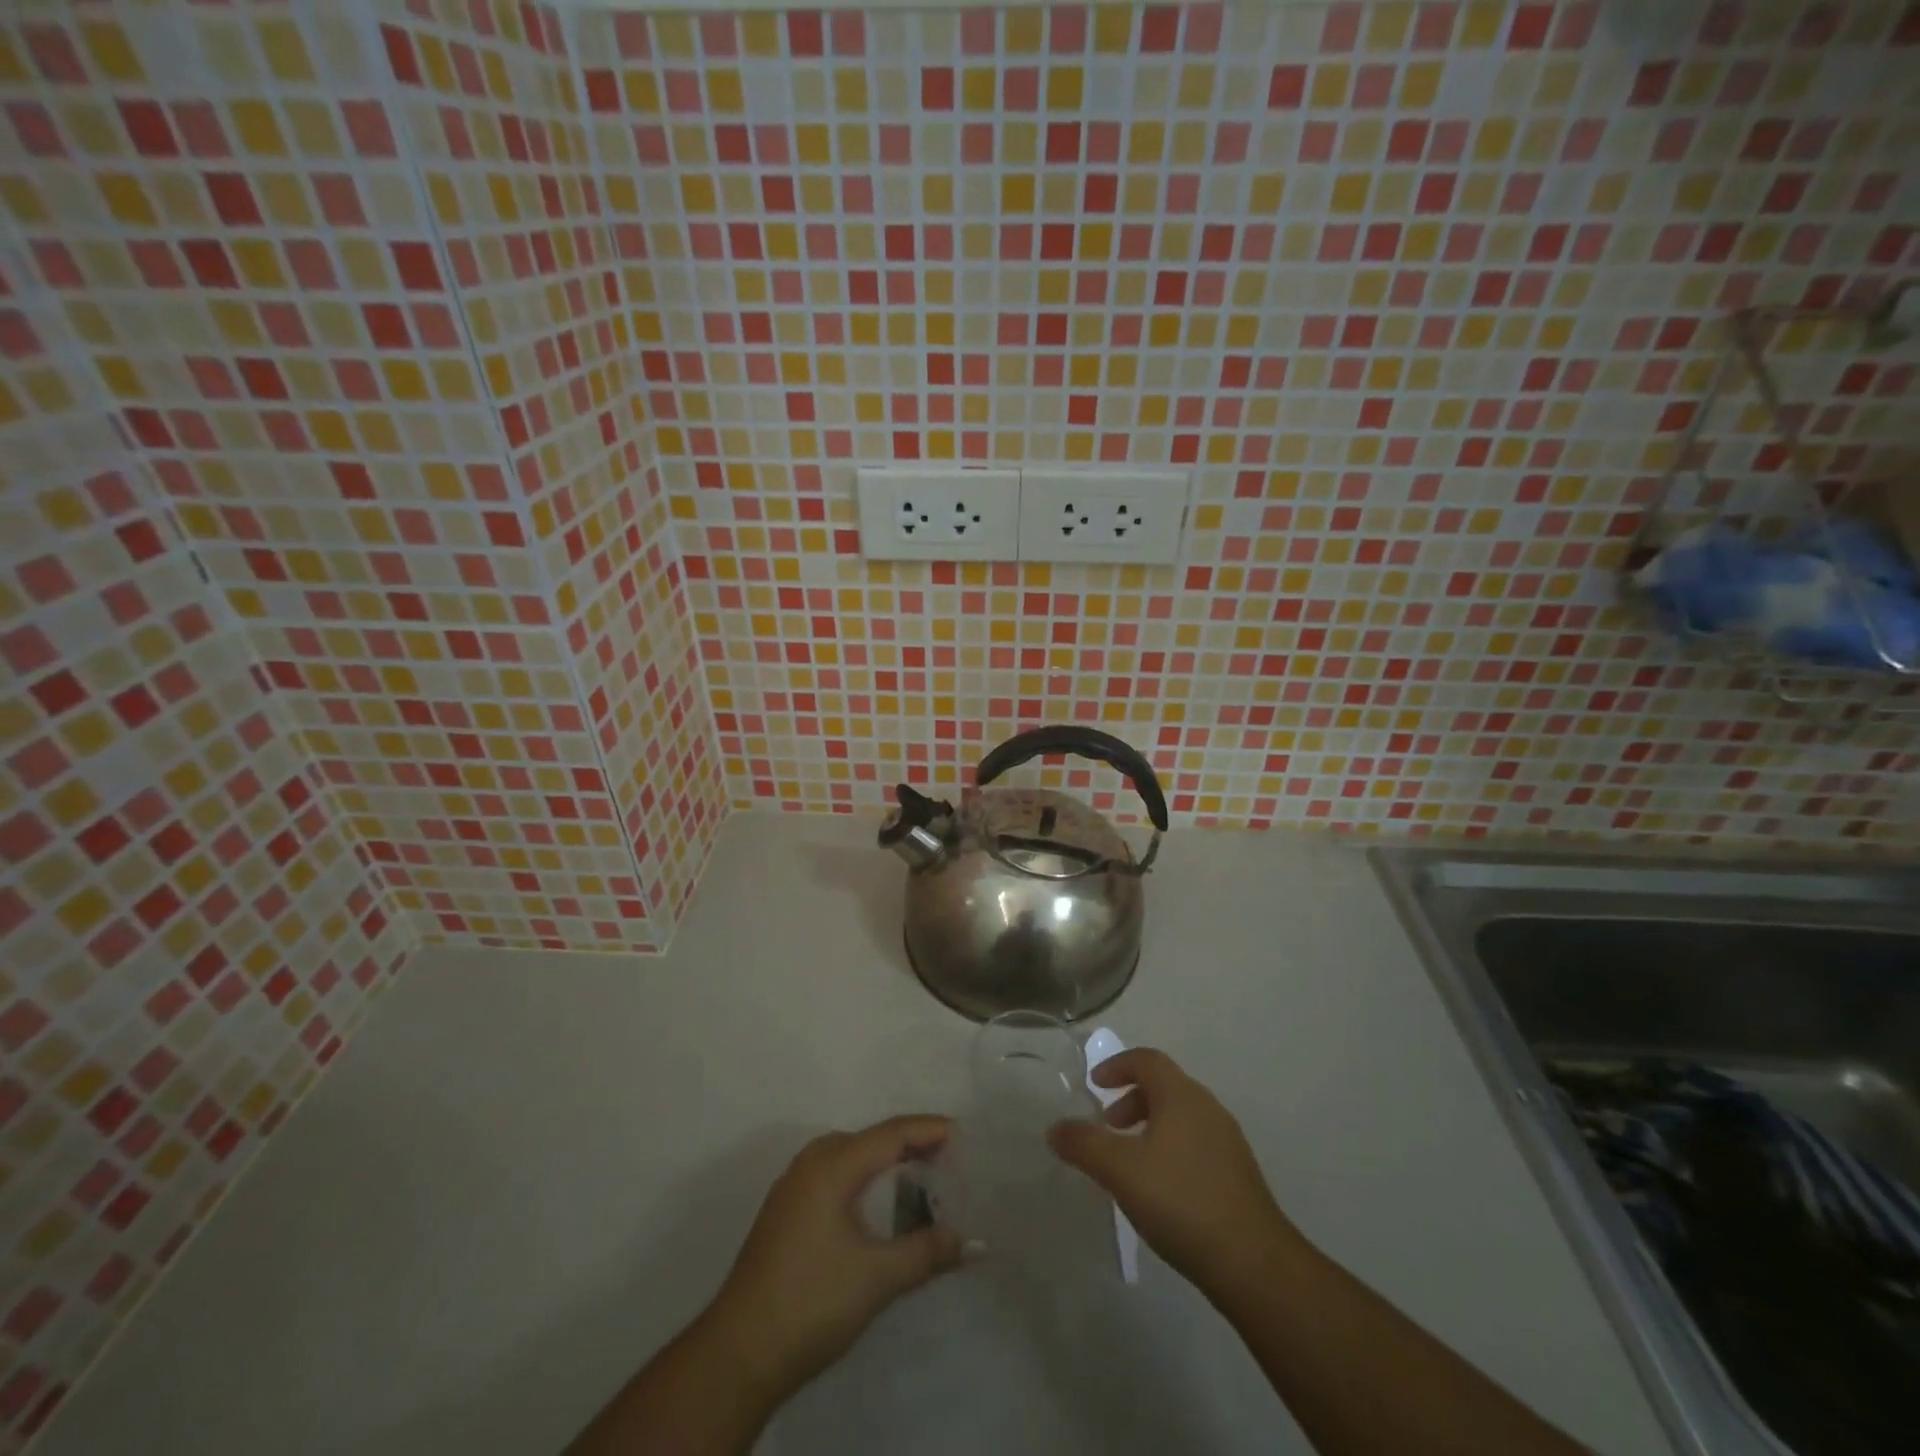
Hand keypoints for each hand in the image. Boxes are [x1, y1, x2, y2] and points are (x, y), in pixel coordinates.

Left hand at [702, 1115, 963, 1405]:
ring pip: (850, 1156)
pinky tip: (877, 1203)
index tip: (963, 1134)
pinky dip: (863, 1177)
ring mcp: (793, 1186)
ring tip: (919, 1177)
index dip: (928, 1129)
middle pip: (871, 1139)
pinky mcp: (785, 1211)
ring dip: (885, 1161)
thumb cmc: (811, 1302)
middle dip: (910, 1144)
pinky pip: (834, 1174)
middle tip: (948, 1160)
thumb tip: (973, 1242)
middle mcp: (811, 1162)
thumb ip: (927, 1252)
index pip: (891, 1133)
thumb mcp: (877, 1277)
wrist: (737, 1353)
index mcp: (832, 1164)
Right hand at [1048, 1048, 1300, 1293]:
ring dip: (1150, 1126)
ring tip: (1129, 1162)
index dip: (1117, 1065)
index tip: (1095, 1084)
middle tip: (1108, 1127)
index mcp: (1181, 1095)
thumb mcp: (1120, 1171)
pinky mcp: (1237, 1174)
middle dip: (1130, 1099)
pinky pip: (1195, 1143)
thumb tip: (1054, 1128)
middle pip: (1164, 1086)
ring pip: (1180, 1117)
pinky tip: (1160, 1189)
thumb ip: (1084, 1145)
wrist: (1254, 1264)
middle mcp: (1207, 1108)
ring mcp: (1227, 1141)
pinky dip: (1170, 1149)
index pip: (1147, 1060)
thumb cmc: (1181, 1201)